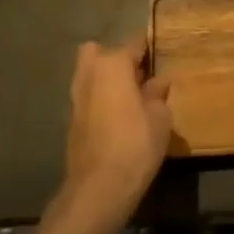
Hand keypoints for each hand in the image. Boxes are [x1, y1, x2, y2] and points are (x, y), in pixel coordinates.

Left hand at [58, 39, 171, 224]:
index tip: (162, 54)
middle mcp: (89, 74)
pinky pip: (88, 97)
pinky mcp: (71, 121)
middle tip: (139, 75)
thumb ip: (157, 94)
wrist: (98, 189)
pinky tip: (119, 117)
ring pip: (89, 74)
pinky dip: (100, 99)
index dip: (149, 47)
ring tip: (131, 97)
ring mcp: (76, 97)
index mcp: (112, 64)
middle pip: (99, 52)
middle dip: (116, 58)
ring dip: (106, 79)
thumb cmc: (135, 145)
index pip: (134, 43)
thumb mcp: (160, 118)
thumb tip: (159, 81)